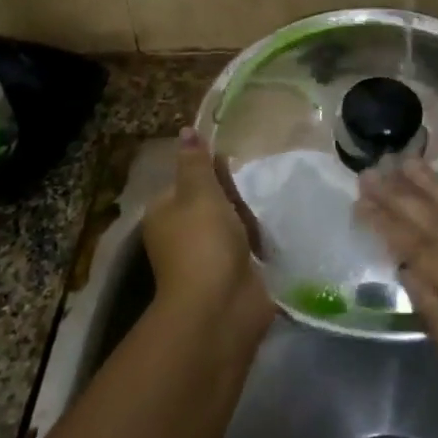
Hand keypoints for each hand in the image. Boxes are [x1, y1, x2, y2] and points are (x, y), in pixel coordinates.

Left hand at [143, 130, 273, 339]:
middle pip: (213, 202)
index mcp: (164, 213)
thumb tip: (186, 130)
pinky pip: (246, 250)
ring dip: (249, 222)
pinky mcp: (230, 277)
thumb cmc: (204, 242)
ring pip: (232, 226)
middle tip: (250, 199)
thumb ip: (196, 162)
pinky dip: (258, 245)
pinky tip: (272, 239)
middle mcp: (180, 235)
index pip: (189, 180)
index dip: (213, 173)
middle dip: (235, 199)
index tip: (235, 170)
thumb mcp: (199, 192)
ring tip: (265, 219)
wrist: (220, 308)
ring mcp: (205, 259)